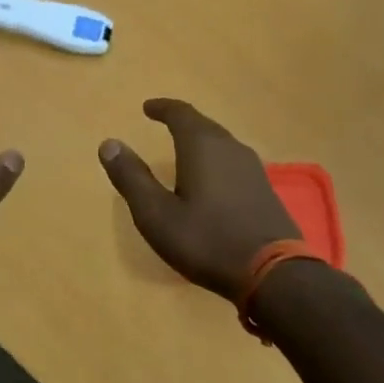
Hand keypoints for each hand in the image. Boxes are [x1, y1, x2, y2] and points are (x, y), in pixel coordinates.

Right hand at [99, 98, 298, 299]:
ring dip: (200, 140)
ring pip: (221, 143)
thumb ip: (131, 177)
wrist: (274, 275)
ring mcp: (253, 169)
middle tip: (163, 121)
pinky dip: (215, 160)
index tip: (147, 107)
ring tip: (184, 148)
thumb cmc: (206, 240)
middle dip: (182, 121)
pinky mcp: (264, 190)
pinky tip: (211, 178)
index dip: (162, 108)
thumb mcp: (156, 214)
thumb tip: (109, 143)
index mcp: (202, 146)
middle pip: (203, 125)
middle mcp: (230, 148)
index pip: (181, 113)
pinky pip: (233, 162)